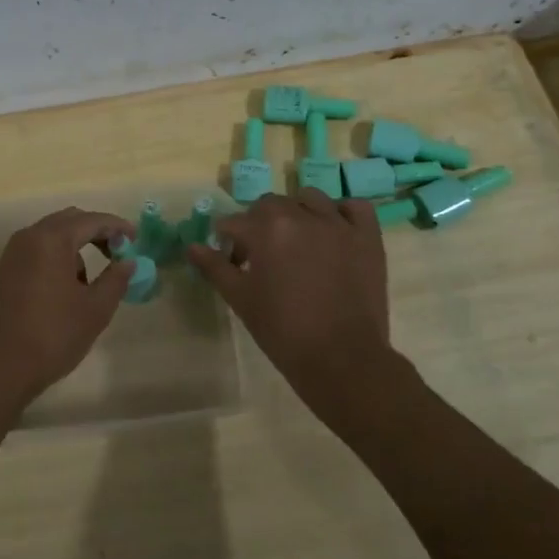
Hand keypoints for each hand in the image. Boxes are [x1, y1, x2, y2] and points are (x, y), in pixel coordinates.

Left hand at [0, 207, 135, 415]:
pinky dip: (55, 258)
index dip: (117, 226)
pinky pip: (35, 252)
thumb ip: (115, 280)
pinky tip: (64, 290)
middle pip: (69, 220)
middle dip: (95, 232)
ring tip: (89, 280)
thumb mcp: (94, 310)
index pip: (92, 220)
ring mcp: (11, 254)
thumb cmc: (52, 335)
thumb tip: (128, 262)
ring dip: (74, 247)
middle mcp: (28, 237)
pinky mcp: (2, 271)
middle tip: (117, 253)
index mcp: (52, 239)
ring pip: (50, 236)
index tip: (136, 238)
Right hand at [188, 190, 397, 411]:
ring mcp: (338, 224)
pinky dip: (342, 213)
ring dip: (297, 212)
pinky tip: (334, 231)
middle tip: (262, 256)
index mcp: (267, 228)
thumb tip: (191, 246)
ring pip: (310, 199)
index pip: (235, 222)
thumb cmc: (283, 331)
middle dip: (259, 224)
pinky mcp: (367, 237)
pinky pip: (355, 208)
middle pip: (270, 205)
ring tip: (297, 240)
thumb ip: (214, 267)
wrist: (342, 359)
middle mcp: (301, 215)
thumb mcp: (240, 299)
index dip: (228, 241)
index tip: (232, 261)